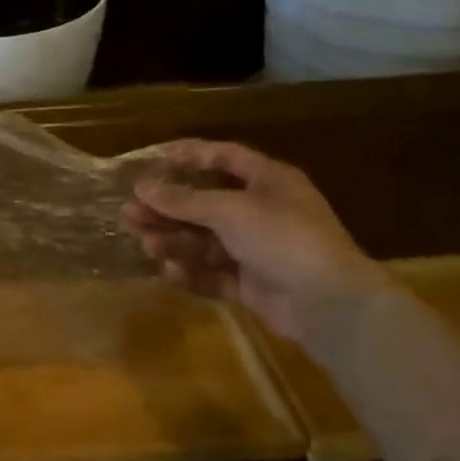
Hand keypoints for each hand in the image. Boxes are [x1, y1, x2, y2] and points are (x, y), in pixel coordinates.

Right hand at [122, 140, 385, 346]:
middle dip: (168, 208)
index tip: (151, 161)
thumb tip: (141, 186)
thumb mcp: (230, 210)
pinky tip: (171, 272)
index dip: (189, 156)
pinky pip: (214, 272)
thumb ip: (183, 199)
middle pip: (205, 203)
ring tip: (147, 245)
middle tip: (130, 212)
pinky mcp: (252, 283)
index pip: (224, 157)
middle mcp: (262, 211)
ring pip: (205, 240)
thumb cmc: (283, 238)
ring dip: (174, 241)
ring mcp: (257, 249)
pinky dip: (192, 272)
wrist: (329, 304)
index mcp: (268, 181)